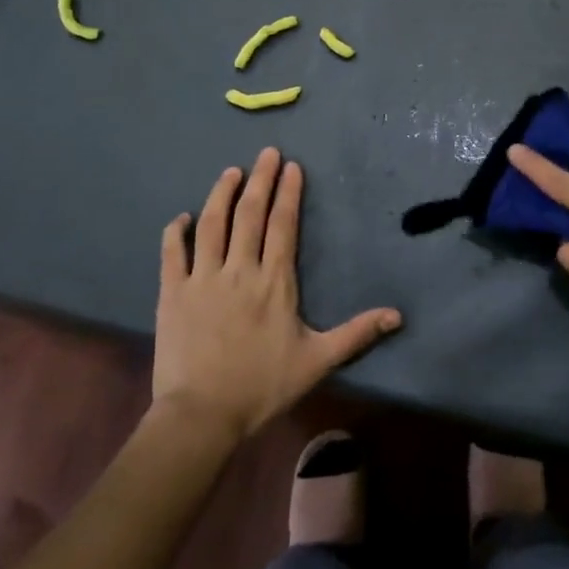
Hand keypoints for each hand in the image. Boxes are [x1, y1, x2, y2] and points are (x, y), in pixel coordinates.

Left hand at [153, 147, 401, 439]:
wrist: (201, 416)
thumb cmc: (262, 387)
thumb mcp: (317, 361)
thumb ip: (356, 334)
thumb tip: (397, 315)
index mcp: (274, 282)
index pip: (282, 225)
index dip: (288, 193)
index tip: (291, 166)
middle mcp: (239, 270)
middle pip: (249, 215)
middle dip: (260, 180)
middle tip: (266, 152)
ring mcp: (202, 279)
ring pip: (211, 225)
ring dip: (221, 194)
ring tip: (230, 171)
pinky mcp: (172, 294)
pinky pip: (171, 254)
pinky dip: (174, 232)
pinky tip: (180, 217)